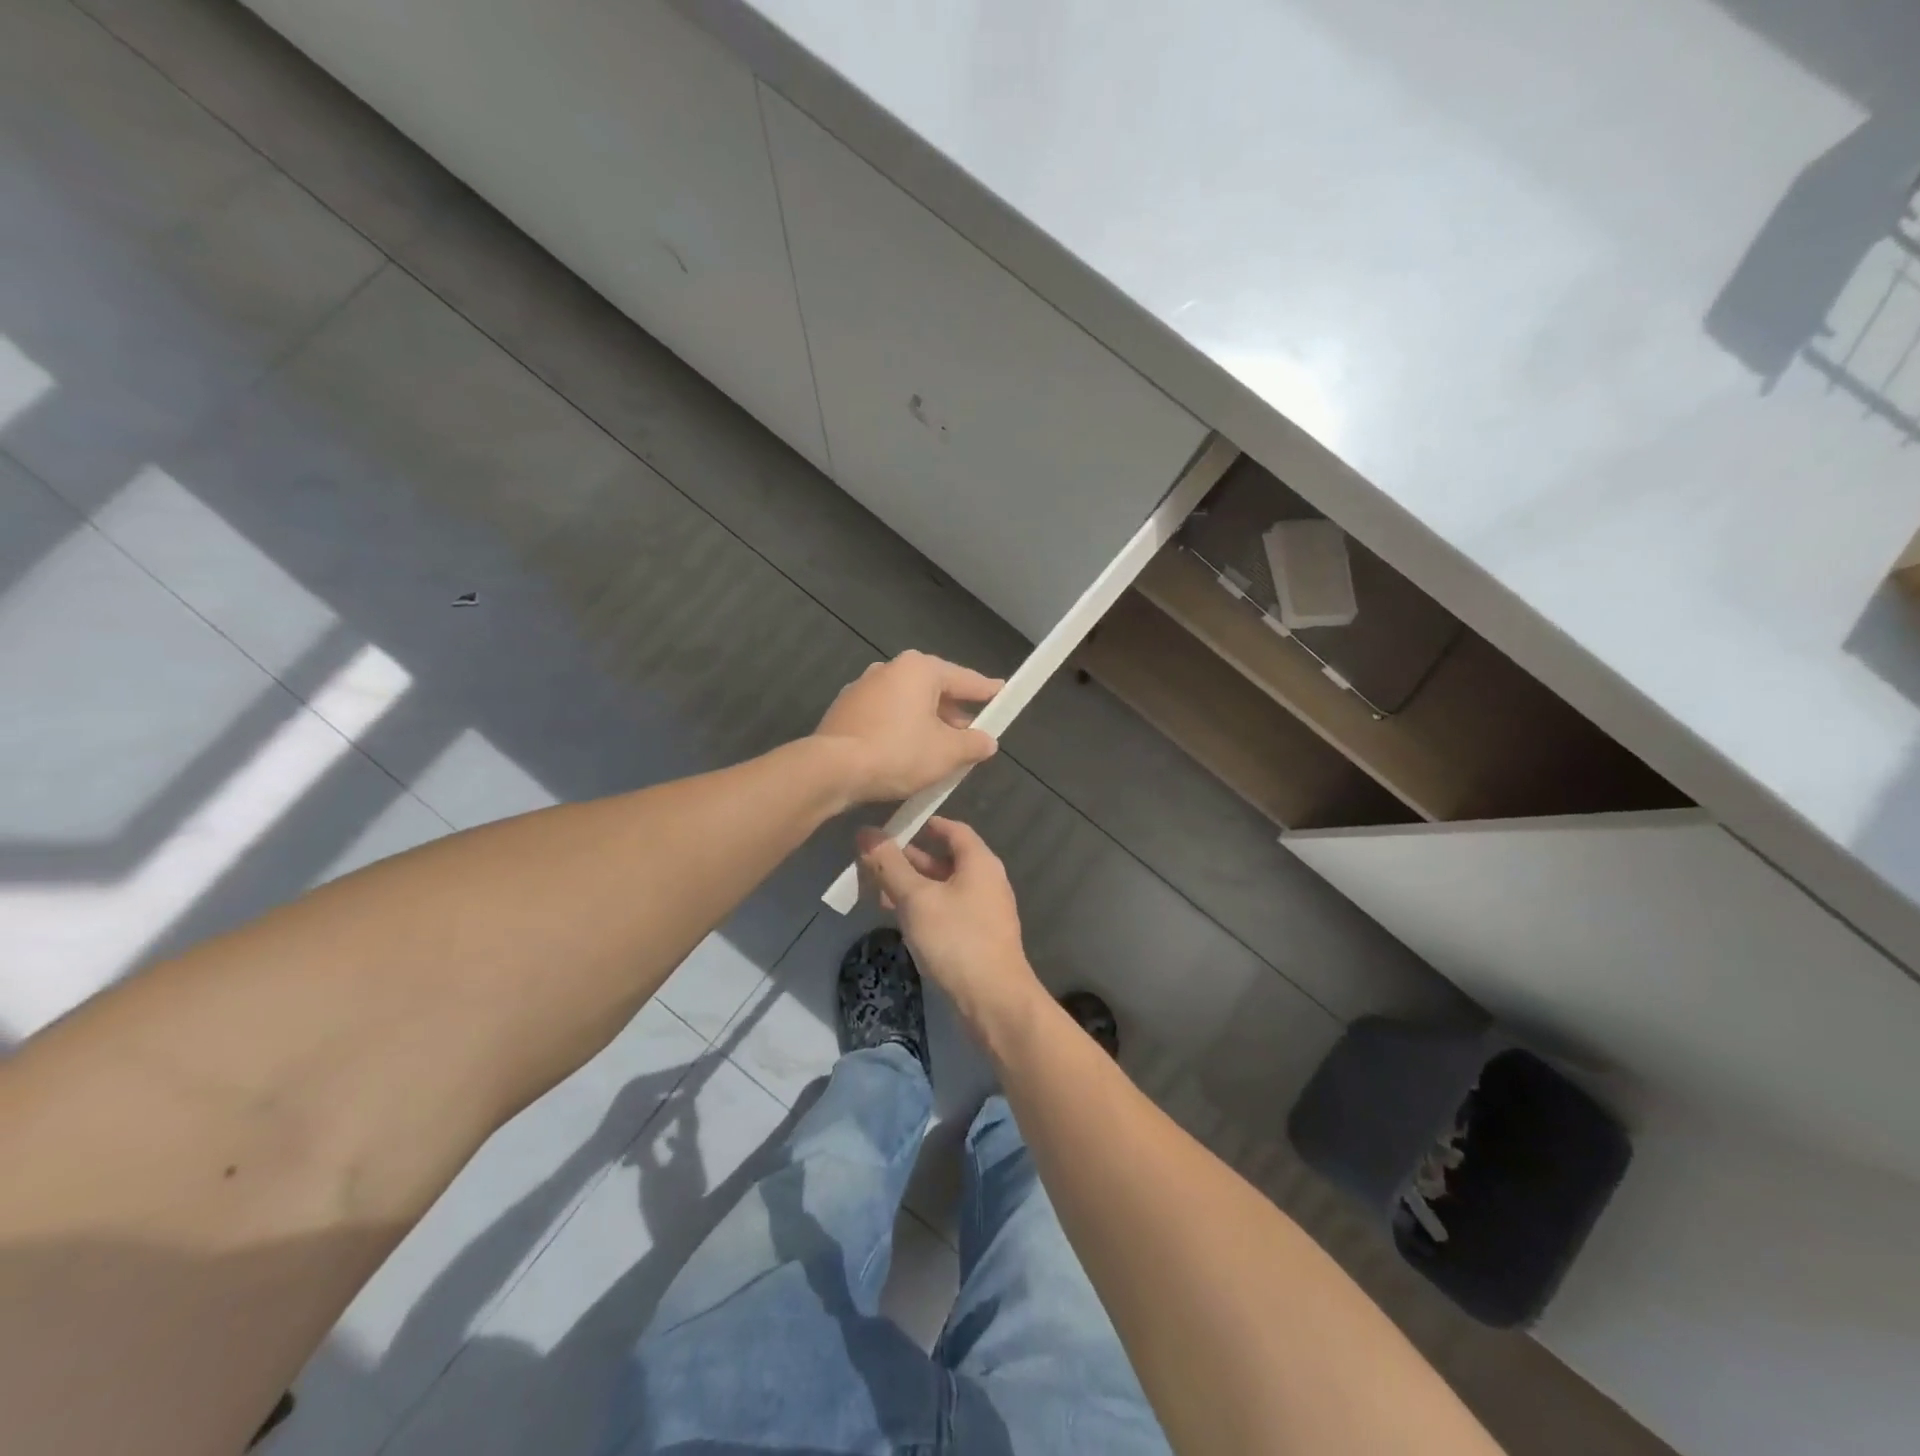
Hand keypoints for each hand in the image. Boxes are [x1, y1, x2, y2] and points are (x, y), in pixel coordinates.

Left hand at [814, 651, 1002, 803]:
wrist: (832, 769)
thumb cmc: (898, 753)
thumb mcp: (947, 753)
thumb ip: (973, 744)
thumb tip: (987, 741)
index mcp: (919, 669)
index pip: (965, 679)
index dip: (987, 691)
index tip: (1004, 694)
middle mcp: (889, 669)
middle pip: (934, 690)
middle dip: (955, 713)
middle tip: (973, 734)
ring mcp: (863, 688)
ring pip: (908, 703)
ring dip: (927, 723)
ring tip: (941, 750)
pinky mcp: (845, 710)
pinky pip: (886, 716)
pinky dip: (902, 730)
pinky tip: (908, 754)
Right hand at [857, 817, 1045, 1040]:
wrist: (994, 1001)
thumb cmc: (956, 940)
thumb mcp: (916, 899)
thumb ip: (889, 865)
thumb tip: (866, 832)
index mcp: (979, 862)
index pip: (953, 829)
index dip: (925, 823)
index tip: (896, 823)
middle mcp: (986, 881)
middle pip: (945, 859)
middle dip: (909, 860)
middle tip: (874, 860)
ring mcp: (984, 911)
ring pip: (943, 888)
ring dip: (912, 886)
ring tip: (876, 890)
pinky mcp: (978, 937)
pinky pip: (947, 911)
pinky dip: (923, 908)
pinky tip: (899, 919)